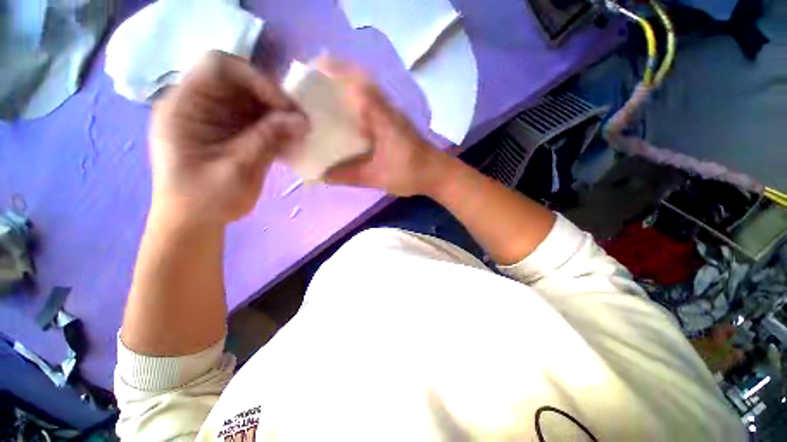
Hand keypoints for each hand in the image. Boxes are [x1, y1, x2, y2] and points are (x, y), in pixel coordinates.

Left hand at [149, 51, 307, 225]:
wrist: (194, 223)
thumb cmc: (206, 200)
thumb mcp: (238, 169)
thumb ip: (268, 140)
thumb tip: (303, 120)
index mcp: (185, 107)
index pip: (220, 66)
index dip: (257, 80)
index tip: (287, 109)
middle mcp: (199, 104)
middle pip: (240, 82)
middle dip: (274, 99)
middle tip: (300, 123)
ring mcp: (215, 118)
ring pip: (253, 101)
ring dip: (278, 115)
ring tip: (297, 135)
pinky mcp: (230, 132)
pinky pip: (257, 119)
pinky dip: (276, 128)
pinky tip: (288, 143)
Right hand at [318, 58, 448, 196]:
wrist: (436, 173)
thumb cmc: (410, 173)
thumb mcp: (377, 177)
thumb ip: (349, 176)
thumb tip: (322, 175)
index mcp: (382, 117)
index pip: (355, 83)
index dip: (333, 72)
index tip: (310, 72)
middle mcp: (386, 108)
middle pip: (357, 80)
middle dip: (333, 78)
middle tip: (310, 89)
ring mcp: (391, 113)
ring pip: (364, 91)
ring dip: (344, 89)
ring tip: (322, 101)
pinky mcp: (393, 121)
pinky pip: (370, 104)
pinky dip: (354, 104)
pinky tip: (345, 119)